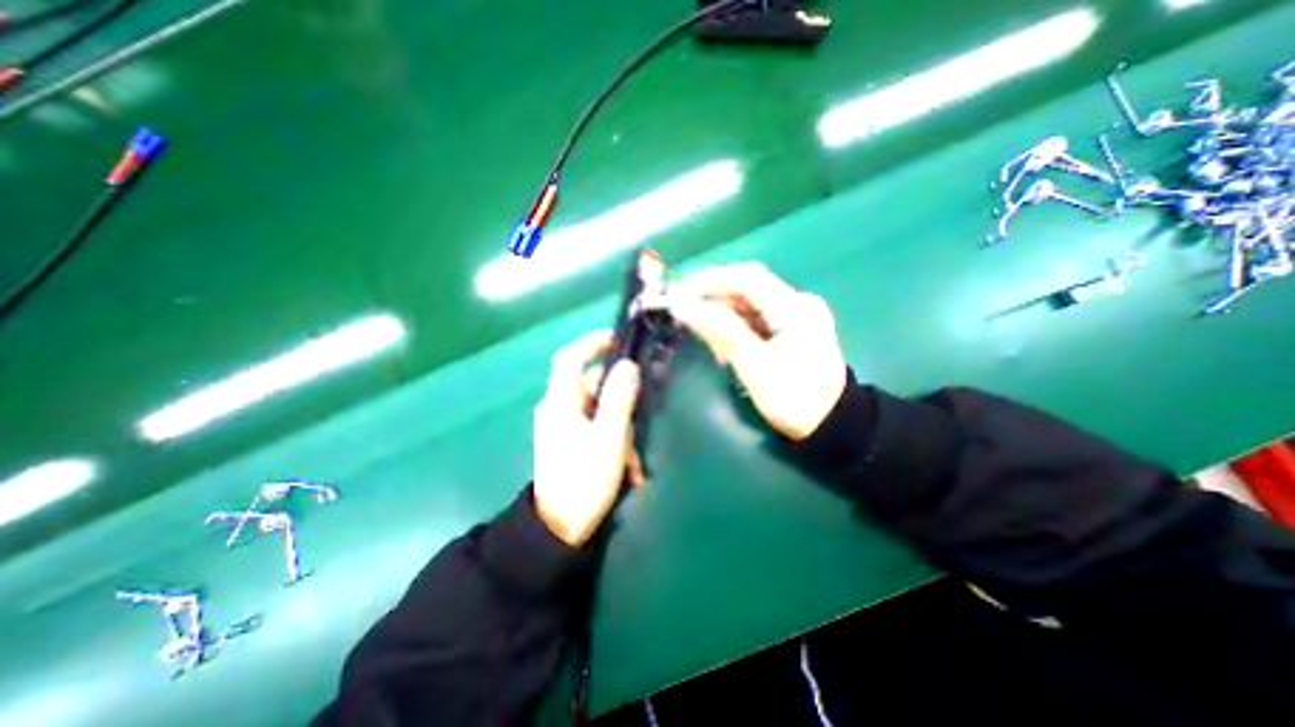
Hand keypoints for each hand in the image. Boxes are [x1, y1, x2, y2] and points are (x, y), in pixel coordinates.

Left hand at [532, 326, 642, 544]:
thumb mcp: (609, 437)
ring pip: (597, 410)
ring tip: (633, 457)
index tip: (617, 339)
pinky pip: (594, 428)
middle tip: (639, 414)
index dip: (590, 343)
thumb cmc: (584, 479)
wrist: (559, 529)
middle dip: (618, 399)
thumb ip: (619, 398)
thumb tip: (628, 365)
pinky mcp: (568, 443)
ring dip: (619, 427)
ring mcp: (562, 428)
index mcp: (560, 403)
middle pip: (590, 386)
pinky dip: (612, 439)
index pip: (570, 358)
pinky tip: (626, 466)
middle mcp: (557, 409)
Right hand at [668, 261, 852, 438]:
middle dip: (711, 296)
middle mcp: (797, 303)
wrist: (832, 425)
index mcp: (795, 309)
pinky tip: (719, 341)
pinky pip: (754, 317)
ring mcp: (795, 314)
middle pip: (746, 288)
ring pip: (748, 303)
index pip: (747, 279)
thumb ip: (723, 334)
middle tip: (680, 310)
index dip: (710, 281)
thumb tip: (685, 308)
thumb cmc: (796, 402)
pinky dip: (732, 325)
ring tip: (696, 328)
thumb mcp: (757, 370)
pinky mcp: (790, 327)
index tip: (679, 293)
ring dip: (720, 312)